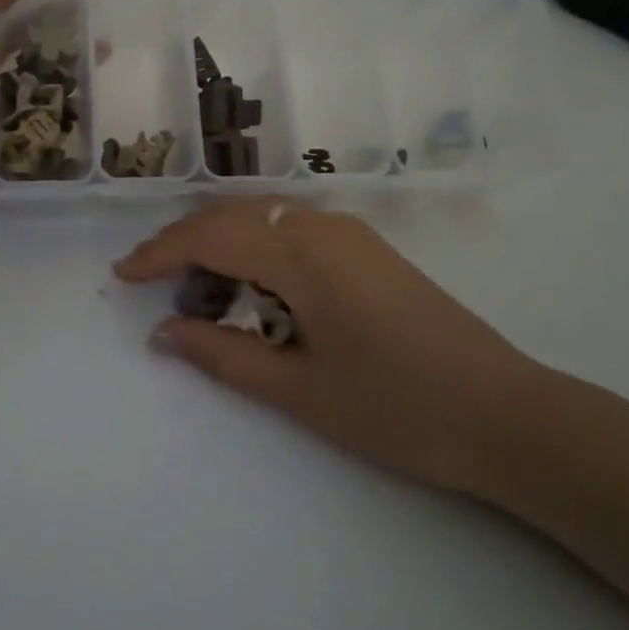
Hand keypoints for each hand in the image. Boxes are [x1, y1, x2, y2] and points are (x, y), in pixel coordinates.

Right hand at [114, 199, 558, 505]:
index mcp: (301, 253)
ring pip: (266, 217)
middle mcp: (323, 225)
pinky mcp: (370, 249)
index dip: (160, 252)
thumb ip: (224, 355)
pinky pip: (295, 229)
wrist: (505, 414)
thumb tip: (164, 332)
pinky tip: (253, 284)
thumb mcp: (299, 391)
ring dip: (223, 241)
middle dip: (185, 242)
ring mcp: (352, 233)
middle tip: (151, 281)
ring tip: (196, 287)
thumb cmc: (396, 408)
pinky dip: (258, 246)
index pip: (210, 235)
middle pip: (234, 215)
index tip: (123, 275)